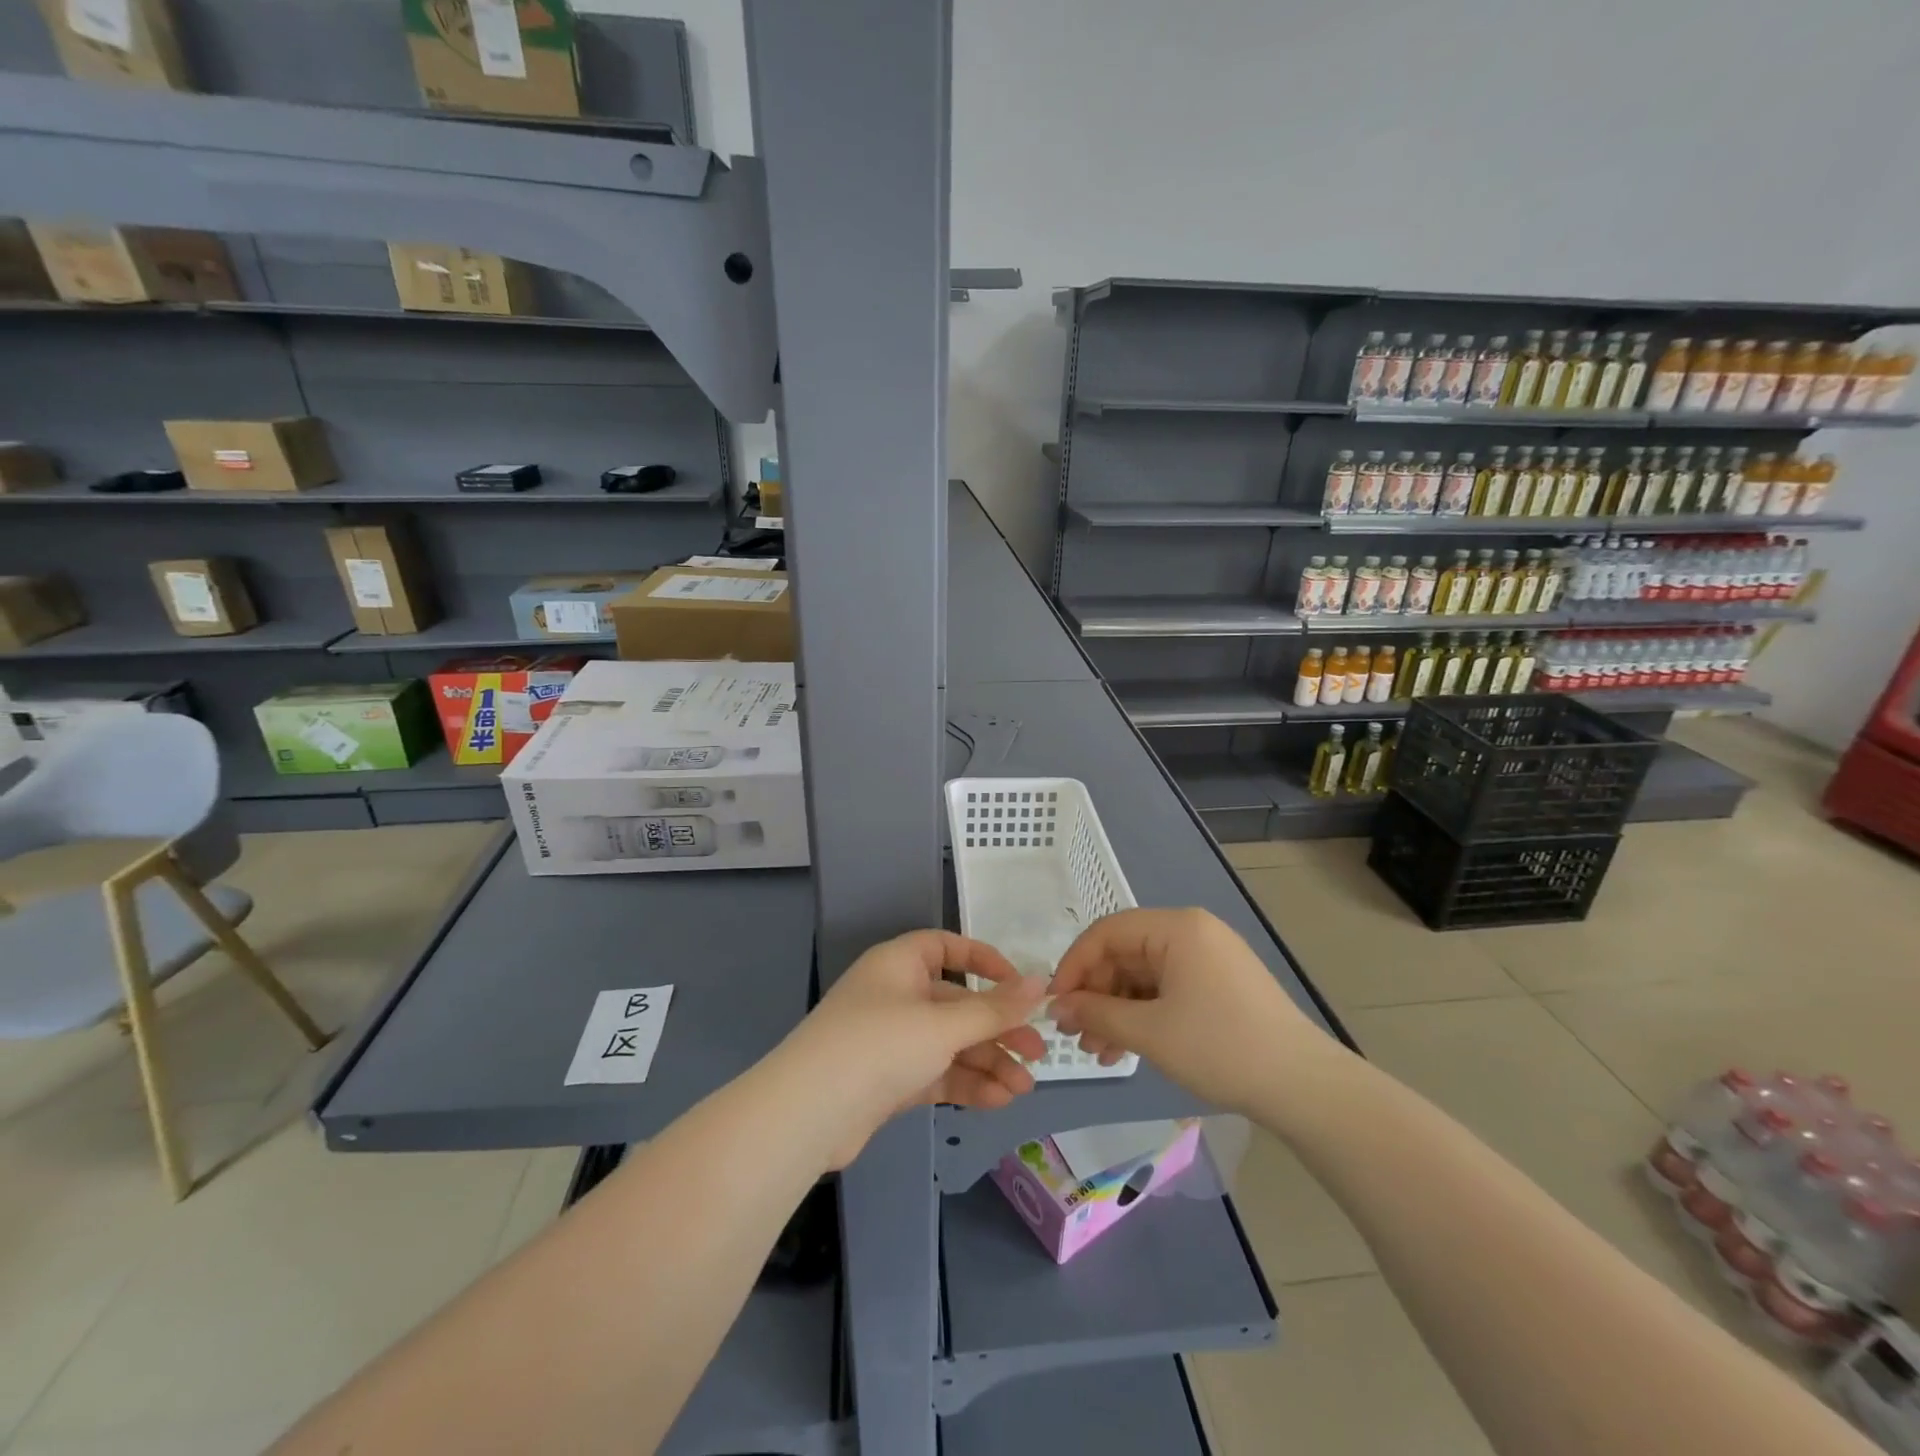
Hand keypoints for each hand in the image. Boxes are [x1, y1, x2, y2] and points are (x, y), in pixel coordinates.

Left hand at [782, 931, 1048, 1166]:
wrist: (808, 1114)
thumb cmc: (879, 1045)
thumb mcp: (942, 1024)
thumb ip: (994, 1008)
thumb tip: (1042, 982)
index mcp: (899, 964)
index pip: (947, 947)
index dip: (985, 962)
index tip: (1020, 986)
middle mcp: (895, 995)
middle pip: (956, 1003)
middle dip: (997, 1027)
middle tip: (1037, 1051)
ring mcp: (891, 1040)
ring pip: (950, 1043)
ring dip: (988, 1062)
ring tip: (1024, 1087)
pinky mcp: (889, 1080)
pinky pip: (937, 1073)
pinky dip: (966, 1084)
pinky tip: (998, 1100)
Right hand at [1049, 908, 1332, 1114]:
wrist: (1304, 1087)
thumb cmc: (1221, 1048)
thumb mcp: (1150, 1032)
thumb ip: (1096, 1014)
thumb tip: (1057, 1008)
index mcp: (1177, 927)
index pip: (1107, 932)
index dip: (1074, 965)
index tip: (1055, 1004)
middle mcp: (1191, 932)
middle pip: (1125, 953)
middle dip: (1096, 994)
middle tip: (1077, 1037)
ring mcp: (1208, 958)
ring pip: (1143, 975)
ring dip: (1116, 1010)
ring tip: (1099, 1052)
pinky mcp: (1218, 984)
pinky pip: (1166, 989)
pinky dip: (1142, 1015)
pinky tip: (1127, 1049)